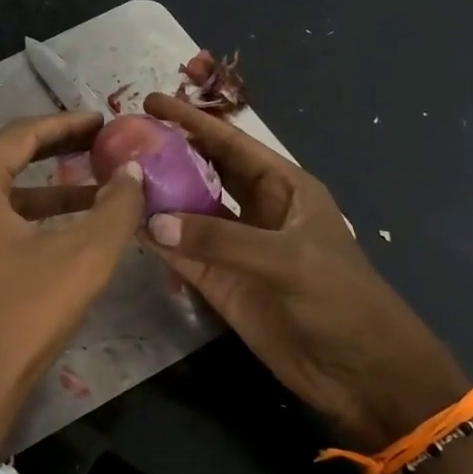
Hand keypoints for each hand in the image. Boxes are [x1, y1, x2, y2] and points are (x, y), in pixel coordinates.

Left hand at [0, 112, 144, 459]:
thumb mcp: (82, 259)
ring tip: (96, 187)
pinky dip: (28, 216)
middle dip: (57, 150)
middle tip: (100, 144)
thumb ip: (116, 208)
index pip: (21, 135)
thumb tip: (132, 171)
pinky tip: (65, 226)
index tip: (104, 122)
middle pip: (6, 158)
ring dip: (47, 188)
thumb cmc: (22, 318)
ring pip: (0, 193)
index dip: (67, 124)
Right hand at [139, 92, 472, 473]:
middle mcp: (255, 211)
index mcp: (284, 188)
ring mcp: (234, 248)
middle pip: (204, 172)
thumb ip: (220, 240)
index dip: (192, 122)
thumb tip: (151, 221)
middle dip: (167, 154)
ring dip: (155, 197)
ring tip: (112, 176)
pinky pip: (181, 255)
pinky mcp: (220, 284)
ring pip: (186, 213)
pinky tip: (124, 225)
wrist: (361, 372)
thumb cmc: (341, 300)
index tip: (150, 101)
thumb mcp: (287, 260)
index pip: (231, 144)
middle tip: (119, 139)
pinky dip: (154, 241)